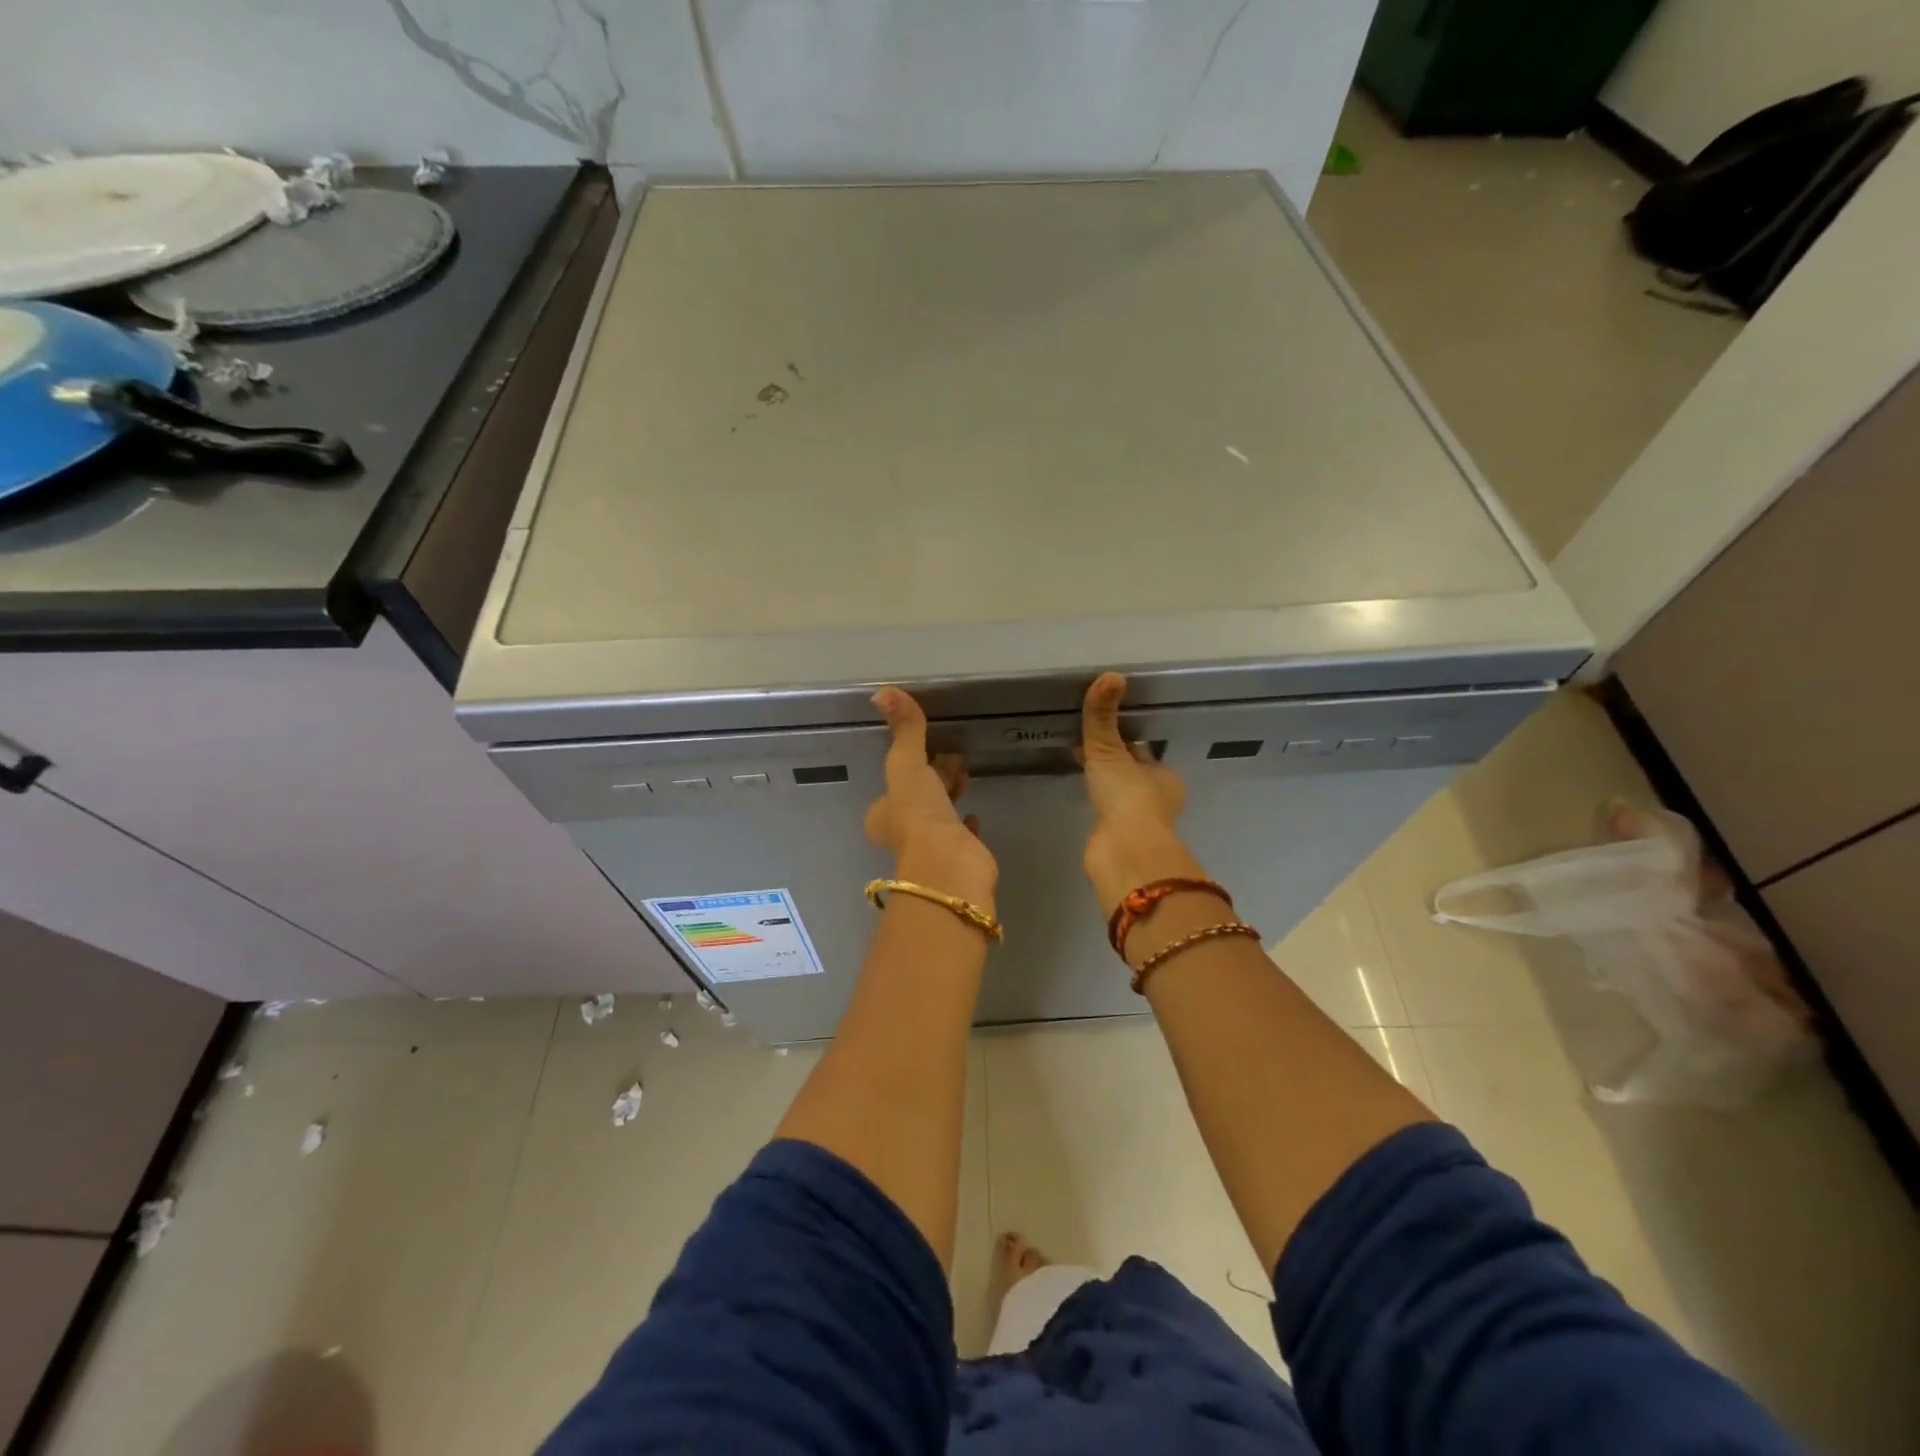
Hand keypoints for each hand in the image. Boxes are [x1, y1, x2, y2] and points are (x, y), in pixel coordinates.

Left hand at [866, 687, 996, 901]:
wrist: (948, 865)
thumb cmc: (918, 814)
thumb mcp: (907, 764)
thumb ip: (903, 730)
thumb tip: (882, 691)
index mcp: (883, 813)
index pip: (893, 784)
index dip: (909, 767)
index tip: (928, 750)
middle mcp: (903, 831)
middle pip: (917, 798)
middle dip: (932, 779)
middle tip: (953, 759)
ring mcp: (931, 846)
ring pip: (938, 814)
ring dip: (948, 797)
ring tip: (965, 777)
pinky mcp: (959, 855)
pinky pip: (961, 833)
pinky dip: (966, 823)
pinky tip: (973, 815)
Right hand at [1078, 672, 1206, 916]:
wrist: (1123, 852)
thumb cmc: (1127, 797)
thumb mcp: (1110, 750)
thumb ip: (1103, 717)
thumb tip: (1110, 675)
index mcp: (1166, 778)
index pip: (1143, 753)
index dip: (1125, 742)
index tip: (1104, 733)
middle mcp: (1158, 800)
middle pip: (1134, 775)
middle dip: (1116, 764)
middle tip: (1088, 748)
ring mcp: (1139, 824)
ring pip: (1121, 797)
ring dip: (1107, 786)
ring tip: (1083, 770)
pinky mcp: (1119, 841)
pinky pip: (1107, 815)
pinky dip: (1098, 805)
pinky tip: (1083, 799)